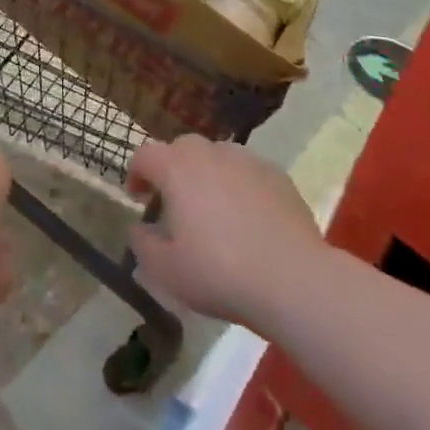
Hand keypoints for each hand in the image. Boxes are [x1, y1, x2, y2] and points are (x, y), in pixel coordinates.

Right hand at [127, 136, 323, 329]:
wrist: (293, 280)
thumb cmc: (219, 272)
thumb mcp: (166, 270)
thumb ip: (143, 244)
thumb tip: (140, 228)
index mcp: (176, 168)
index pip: (145, 155)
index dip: (136, 174)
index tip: (138, 198)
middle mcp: (209, 152)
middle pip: (181, 150)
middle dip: (173, 171)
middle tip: (175, 205)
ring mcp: (247, 160)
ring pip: (217, 158)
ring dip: (208, 177)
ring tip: (214, 212)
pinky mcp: (278, 176)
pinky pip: (248, 174)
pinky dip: (240, 188)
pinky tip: (249, 220)